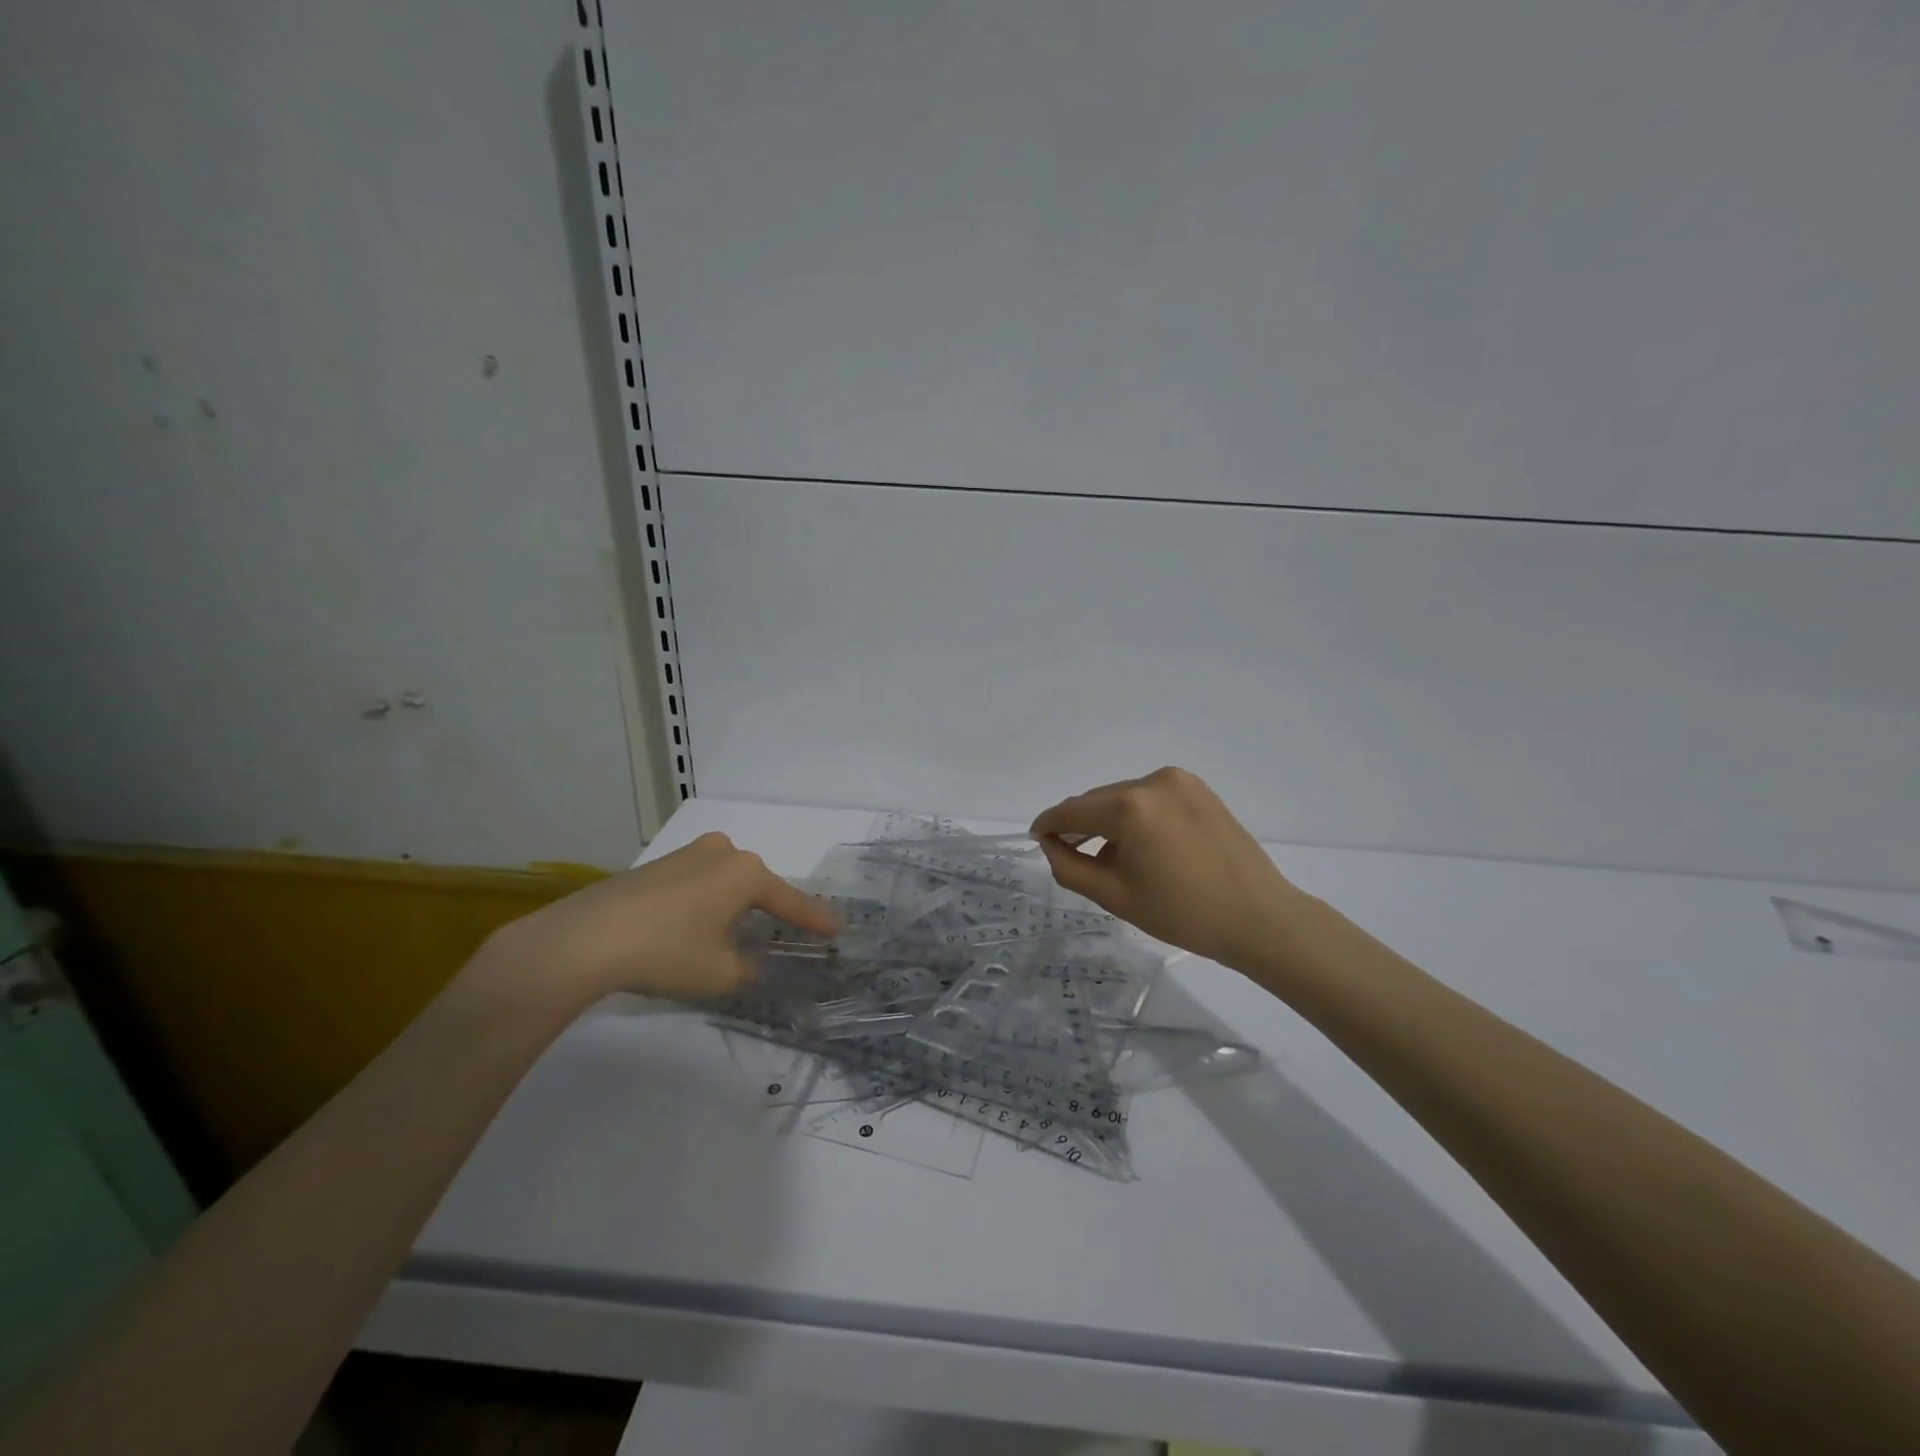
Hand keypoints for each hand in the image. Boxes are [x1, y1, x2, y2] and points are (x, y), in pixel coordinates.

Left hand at [483, 832, 837, 1008]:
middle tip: (784, 934)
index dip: (814, 920)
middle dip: (770, 910)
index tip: (838, 929)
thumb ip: (751, 970)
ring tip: (736, 934)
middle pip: (757, 886)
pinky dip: (705, 903)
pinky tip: (693, 927)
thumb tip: (755, 965)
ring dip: (734, 906)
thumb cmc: (666, 952)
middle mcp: (722, 853)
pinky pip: (697, 883)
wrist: (584, 939)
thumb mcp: (721, 974)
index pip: (790, 901)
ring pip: (725, 881)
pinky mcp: (655, 865)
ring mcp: (686, 854)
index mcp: (746, 873)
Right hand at [1031, 767, 1312, 971]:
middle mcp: (1152, 781)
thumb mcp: (1115, 896)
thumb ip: (1069, 867)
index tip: (1037, 837)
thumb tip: (1050, 844)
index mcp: (1129, 807)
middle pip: (1098, 801)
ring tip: (1110, 856)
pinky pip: (1150, 797)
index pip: (1072, 810)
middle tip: (1071, 855)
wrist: (1259, 917)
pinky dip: (1136, 816)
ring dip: (1109, 821)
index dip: (1049, 824)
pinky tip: (1141, 845)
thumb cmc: (1183, 913)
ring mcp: (1179, 781)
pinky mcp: (1198, 789)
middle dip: (1080, 825)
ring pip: (1123, 797)